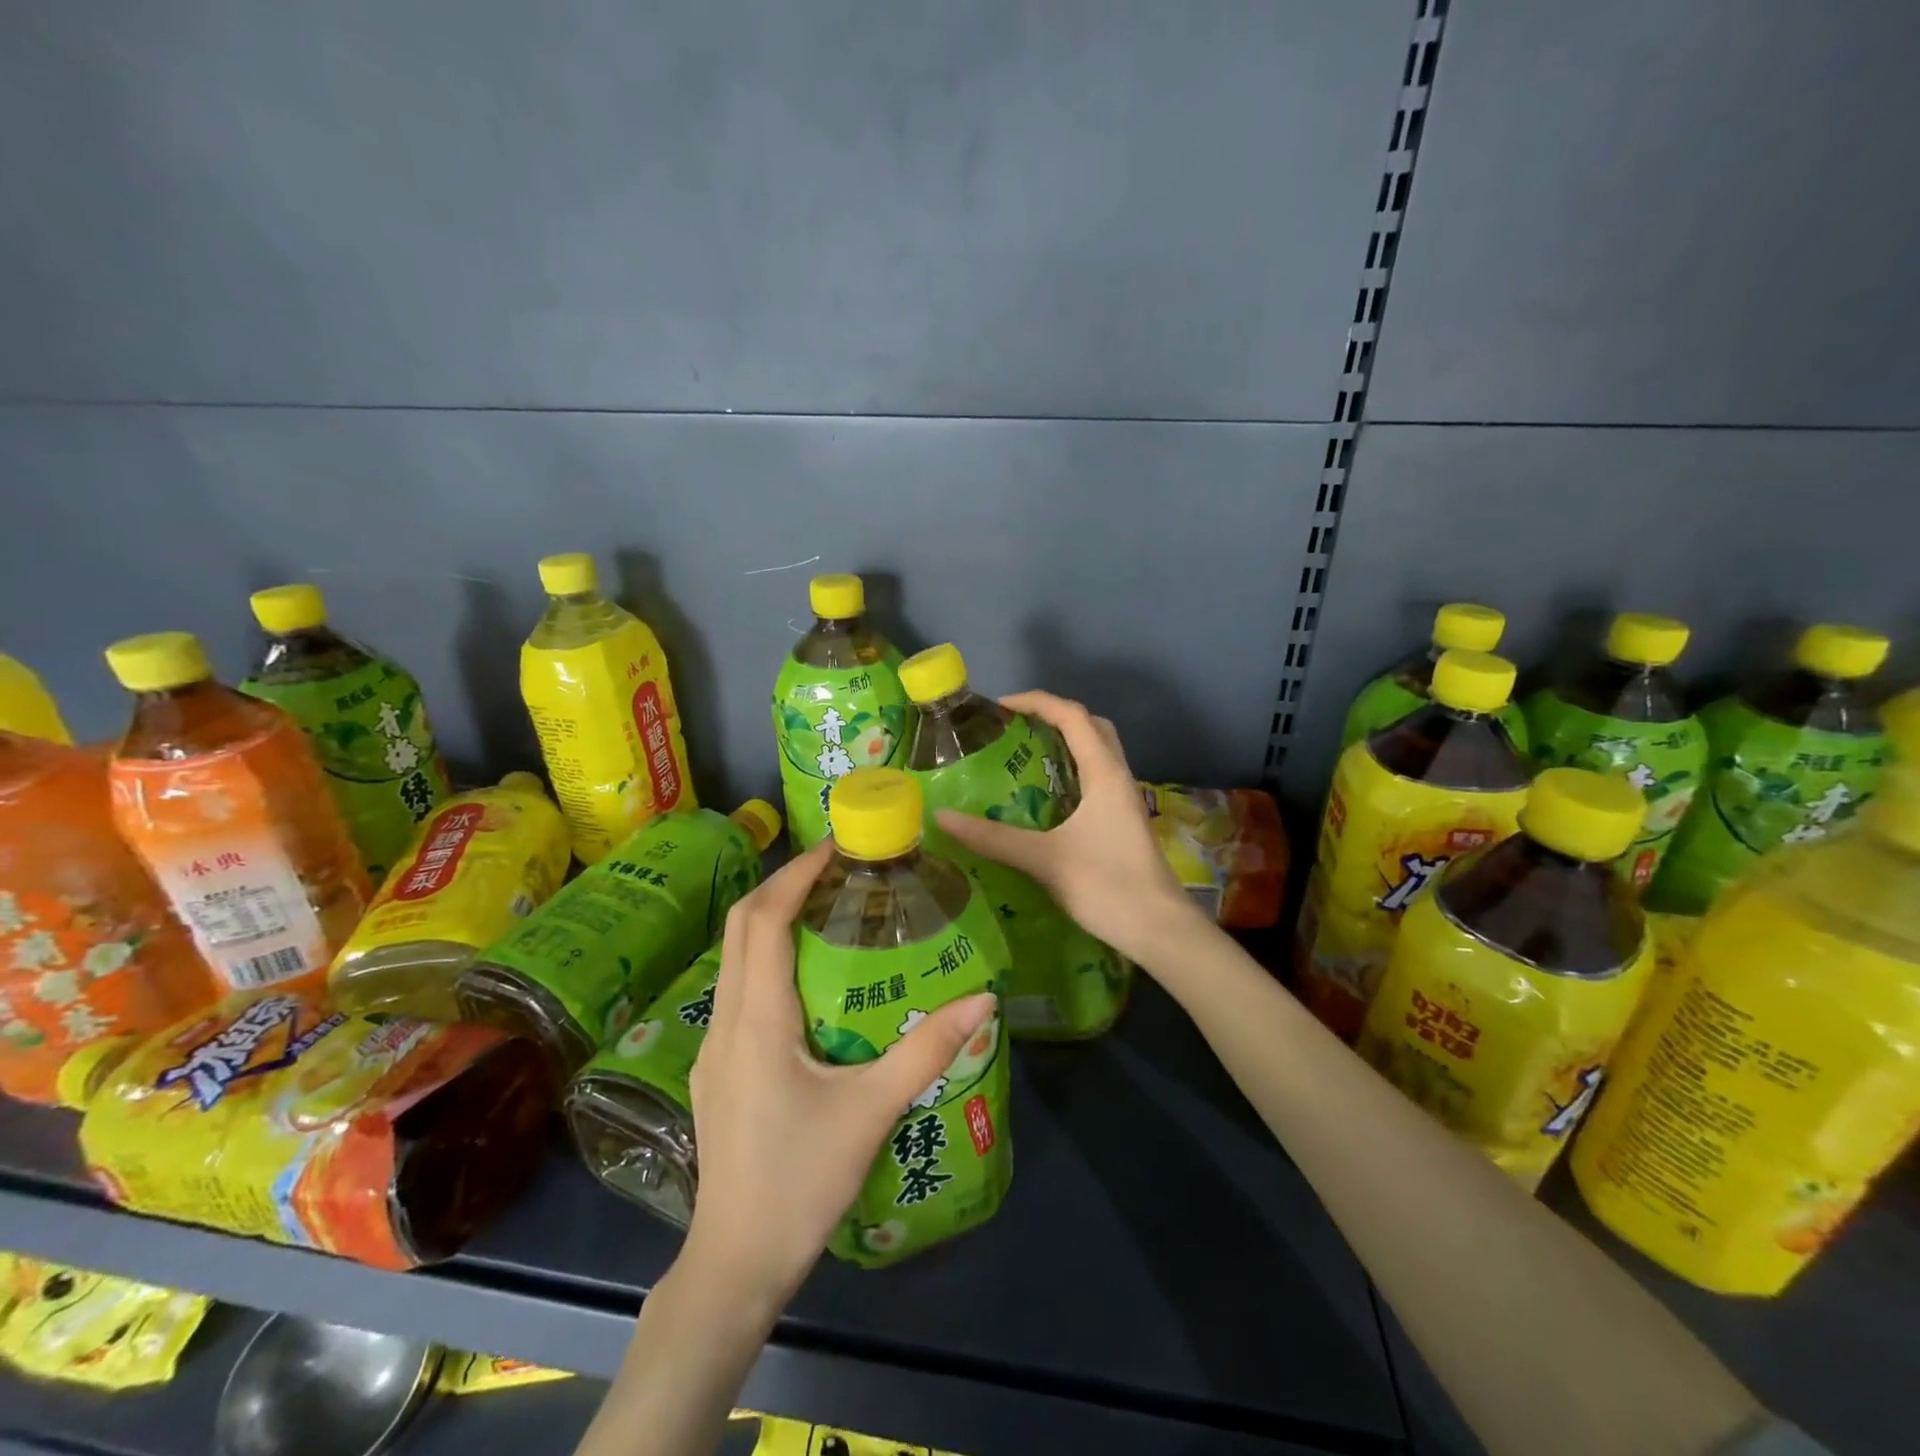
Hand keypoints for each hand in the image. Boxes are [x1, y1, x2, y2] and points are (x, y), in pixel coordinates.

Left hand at [681, 839, 995, 1307]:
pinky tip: (810, 978)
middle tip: (838, 867)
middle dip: (784, 885)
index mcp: (758, 1020)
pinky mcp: (719, 1068)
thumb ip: (927, 1050)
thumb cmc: (801, 1182)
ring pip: (736, 957)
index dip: (795, 873)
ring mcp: (714, 1046)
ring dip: (774, 919)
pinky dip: (769, 958)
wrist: (735, 1263)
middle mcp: (726, 1020)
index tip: (837, 846)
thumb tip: (983, 998)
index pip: (763, 920)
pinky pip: (740, 988)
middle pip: (742, 927)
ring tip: (829, 908)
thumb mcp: (871, 1111)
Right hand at [935, 690, 1206, 965]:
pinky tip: (1046, 798)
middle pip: (1091, 726)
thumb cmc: (1107, 887)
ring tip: (1025, 755)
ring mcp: (1124, 801)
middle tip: (1016, 728)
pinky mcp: (1123, 823)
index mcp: (1104, 773)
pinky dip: (1071, 772)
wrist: (1160, 931)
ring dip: (1066, 743)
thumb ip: (993, 838)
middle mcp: (1118, 778)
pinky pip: (1097, 779)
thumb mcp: (1044, 859)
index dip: (1036, 702)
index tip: (999, 708)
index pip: (1072, 716)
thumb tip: (941, 817)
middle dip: (1054, 716)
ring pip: (1098, 753)